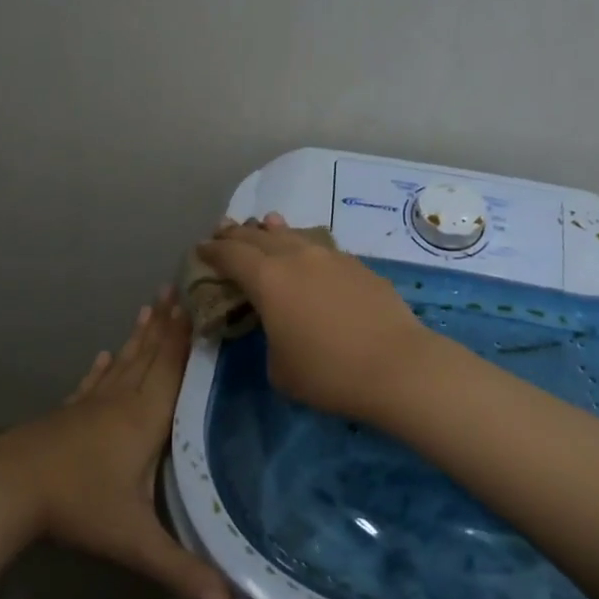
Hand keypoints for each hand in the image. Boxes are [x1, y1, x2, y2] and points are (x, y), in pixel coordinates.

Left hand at [0, 292, 232, 598]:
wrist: (10, 489)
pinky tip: (104, 353)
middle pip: (150, 356)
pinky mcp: (68, 414)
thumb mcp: (135, 541)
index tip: (199, 302)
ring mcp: (91, 405)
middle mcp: (122, 402)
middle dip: (167, 324)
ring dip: (140, 336)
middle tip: (178, 287)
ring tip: (150, 307)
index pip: (173, 369)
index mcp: (145, 419)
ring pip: (124, 362)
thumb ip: (182, 571)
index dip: (188, 337)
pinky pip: (93, 382)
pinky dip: (102, 366)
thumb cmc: (78, 506)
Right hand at [198, 214, 436, 421]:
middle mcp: (296, 256)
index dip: (212, 250)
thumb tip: (279, 326)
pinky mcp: (358, 265)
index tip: (201, 248)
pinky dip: (304, 246)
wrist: (397, 366)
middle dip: (238, 234)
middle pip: (259, 237)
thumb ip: (269, 338)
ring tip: (264, 224)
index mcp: (268, 278)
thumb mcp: (279, 368)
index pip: (231, 255)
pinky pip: (320, 247)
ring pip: (293, 235)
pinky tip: (308, 253)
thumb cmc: (328, 373)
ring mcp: (331, 256)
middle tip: (224, 231)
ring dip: (273, 231)